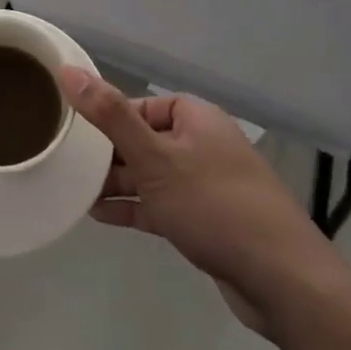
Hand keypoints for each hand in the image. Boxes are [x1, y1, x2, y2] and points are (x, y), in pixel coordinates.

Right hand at [60, 69, 331, 335]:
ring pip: (152, 175)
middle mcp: (202, 143)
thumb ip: (110, 115)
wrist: (282, 279)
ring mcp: (207, 184)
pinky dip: (134, 207)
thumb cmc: (213, 204)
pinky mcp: (207, 221)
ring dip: (118, 183)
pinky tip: (100, 215)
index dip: (107, 117)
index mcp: (195, 117)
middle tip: (67, 166)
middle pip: (144, 139)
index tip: (74, 134)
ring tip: (75, 191)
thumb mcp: (154, 156)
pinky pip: (162, 204)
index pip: (140, 105)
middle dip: (108, 154)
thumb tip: (68, 69)